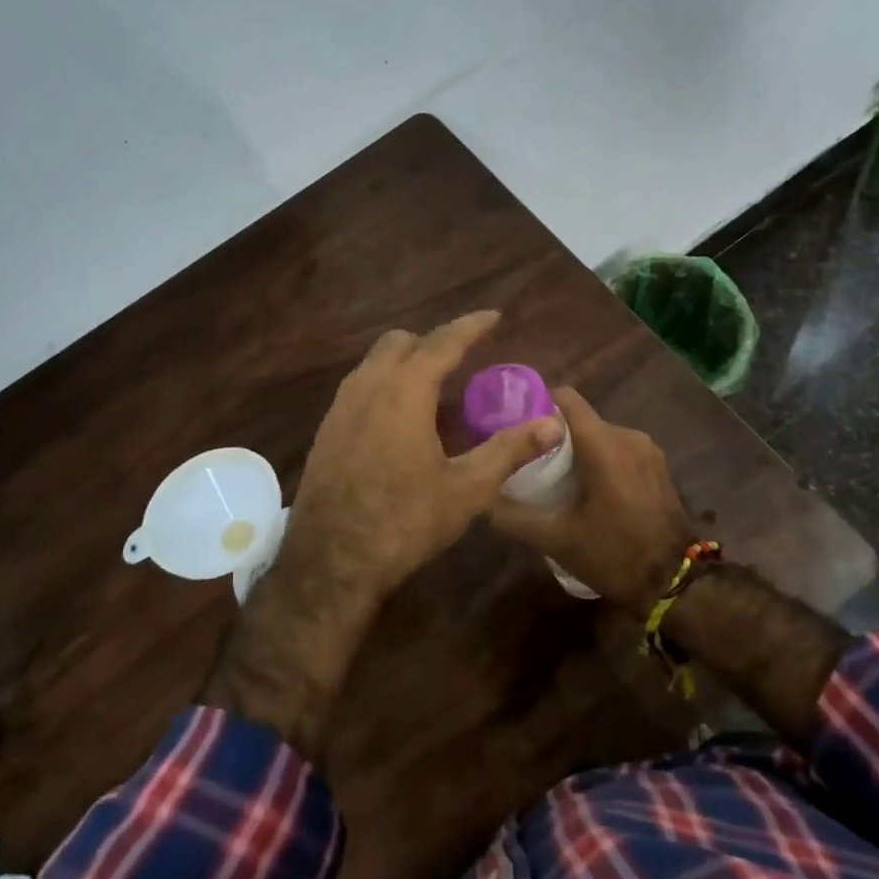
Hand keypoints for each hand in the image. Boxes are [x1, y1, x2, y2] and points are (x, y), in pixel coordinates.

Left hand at [200, 311, 559, 758]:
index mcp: (404, 392)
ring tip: (435, 392)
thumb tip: (553, 424)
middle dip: (433, 342)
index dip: (470, 327)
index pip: (442, 343)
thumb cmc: (404, 522)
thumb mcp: (466, 489)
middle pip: (400, 343)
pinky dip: (384, 387)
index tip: (493, 316)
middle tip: (463, 359)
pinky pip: (358, 390)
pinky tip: (400, 424)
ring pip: (374, 365)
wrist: (331, 562)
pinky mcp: (326, 432)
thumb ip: (509, 450)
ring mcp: (339, 409)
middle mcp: (367, 388)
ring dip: (405, 364)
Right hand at [489, 388, 693, 612]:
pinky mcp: (659, 467)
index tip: (517, 426)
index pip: (565, 398)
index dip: (537, 405)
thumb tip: (484, 501)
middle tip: (530, 463)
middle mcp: (628, 436)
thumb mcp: (556, 540)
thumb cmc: (614, 554)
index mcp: (603, 444)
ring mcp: (648, 450)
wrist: (676, 583)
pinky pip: (620, 451)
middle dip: (554, 437)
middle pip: (581, 420)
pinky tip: (590, 492)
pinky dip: (601, 462)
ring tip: (557, 481)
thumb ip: (515, 517)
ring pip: (601, 437)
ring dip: (579, 452)